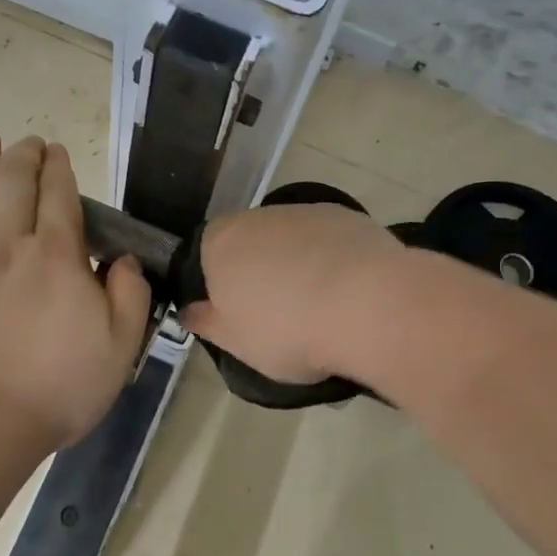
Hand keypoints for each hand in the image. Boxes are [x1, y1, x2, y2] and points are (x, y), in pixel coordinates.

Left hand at [0, 132, 151, 453]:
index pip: (59, 197)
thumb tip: (123, 259)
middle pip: (13, 185)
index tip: (57, 151)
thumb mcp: (122, 344)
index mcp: (58, 257)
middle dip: (22, 156)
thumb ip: (130, 294)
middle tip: (27, 140)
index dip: (59, 168)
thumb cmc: (60, 385)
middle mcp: (9, 246)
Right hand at [179, 203, 401, 383]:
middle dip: (260, 271)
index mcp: (220, 243)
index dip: (220, 283)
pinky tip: (348, 292)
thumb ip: (207, 323)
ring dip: (298, 264)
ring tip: (320, 306)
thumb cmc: (287, 330)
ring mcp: (305, 212)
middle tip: (278, 313)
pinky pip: (329, 241)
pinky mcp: (348, 216)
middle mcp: (258, 217)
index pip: (206, 254)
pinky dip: (332, 261)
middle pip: (250, 242)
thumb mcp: (236, 343)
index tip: (238, 313)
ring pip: (291, 240)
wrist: (368, 305)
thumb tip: (188, 311)